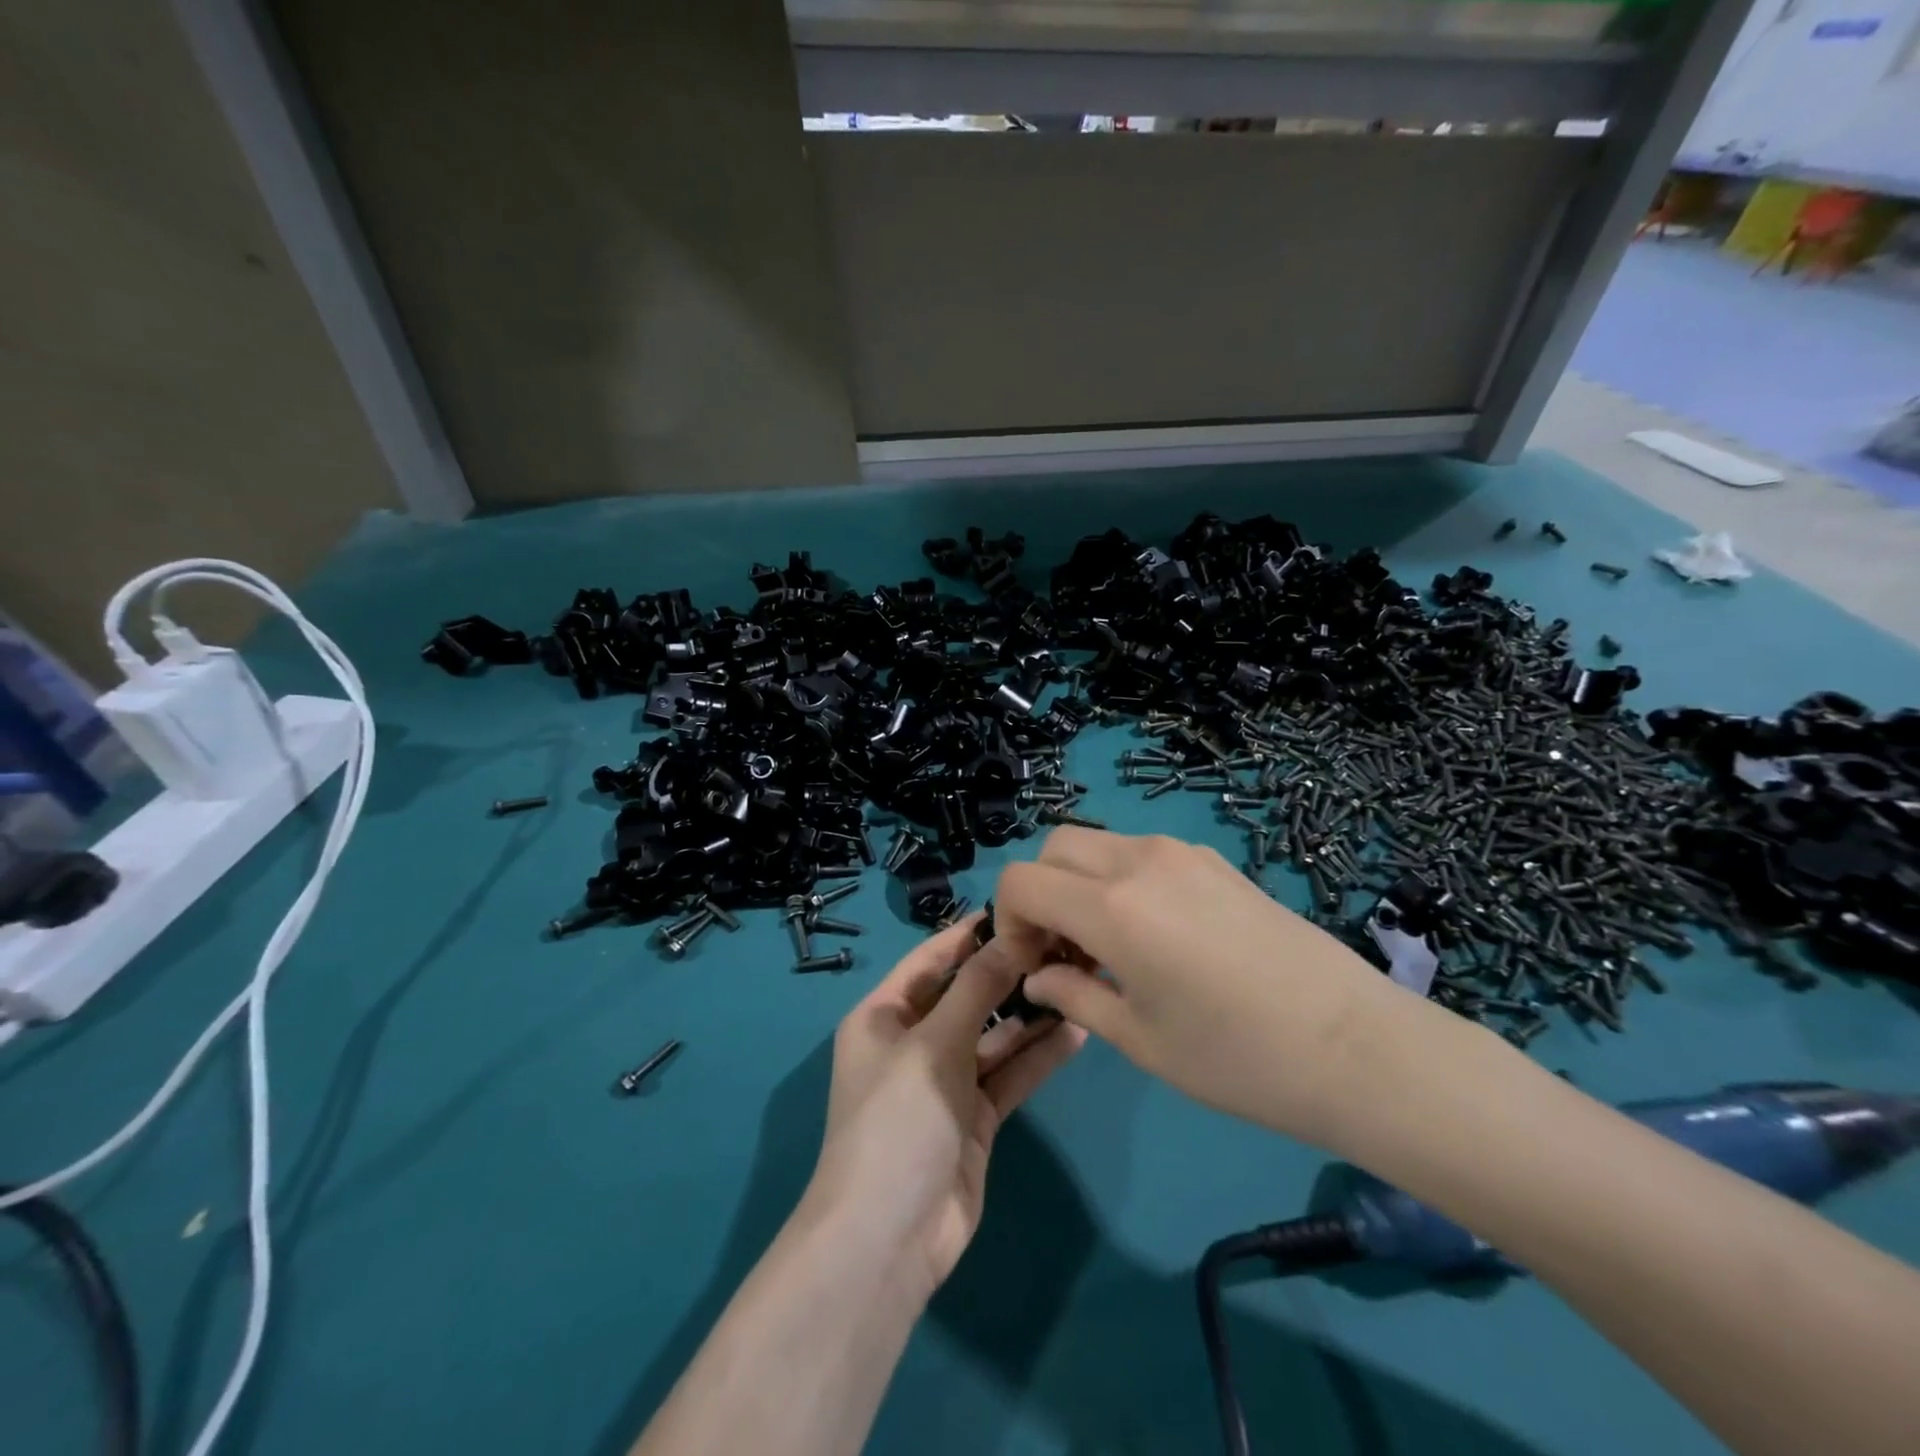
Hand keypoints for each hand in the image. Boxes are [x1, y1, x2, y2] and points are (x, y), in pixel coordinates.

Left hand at [803, 916, 1085, 1303]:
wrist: (889, 1237)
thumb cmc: (897, 1120)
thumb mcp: (934, 1044)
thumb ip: (975, 989)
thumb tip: (1011, 938)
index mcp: (884, 1016)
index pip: (930, 960)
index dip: (969, 934)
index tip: (1017, 908)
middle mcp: (913, 1042)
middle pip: (966, 995)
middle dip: (1008, 973)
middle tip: (1062, 944)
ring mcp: (947, 1081)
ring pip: (994, 1035)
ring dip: (1029, 1013)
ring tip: (1078, 979)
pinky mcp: (976, 1117)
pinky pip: (1009, 1074)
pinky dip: (1037, 1055)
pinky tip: (1076, 1029)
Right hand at [995, 829, 1405, 1148]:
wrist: (1356, 1046)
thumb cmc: (1238, 1058)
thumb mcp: (1140, 1039)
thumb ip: (1073, 996)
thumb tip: (1038, 977)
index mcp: (1113, 907)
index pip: (1022, 881)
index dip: (1007, 921)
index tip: (1030, 965)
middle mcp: (1140, 861)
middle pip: (1055, 848)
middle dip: (1039, 893)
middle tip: (1060, 952)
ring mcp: (1182, 853)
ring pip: (1099, 845)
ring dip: (1080, 884)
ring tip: (1106, 946)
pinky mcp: (1215, 860)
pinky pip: (1142, 853)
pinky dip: (1121, 880)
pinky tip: (1154, 935)